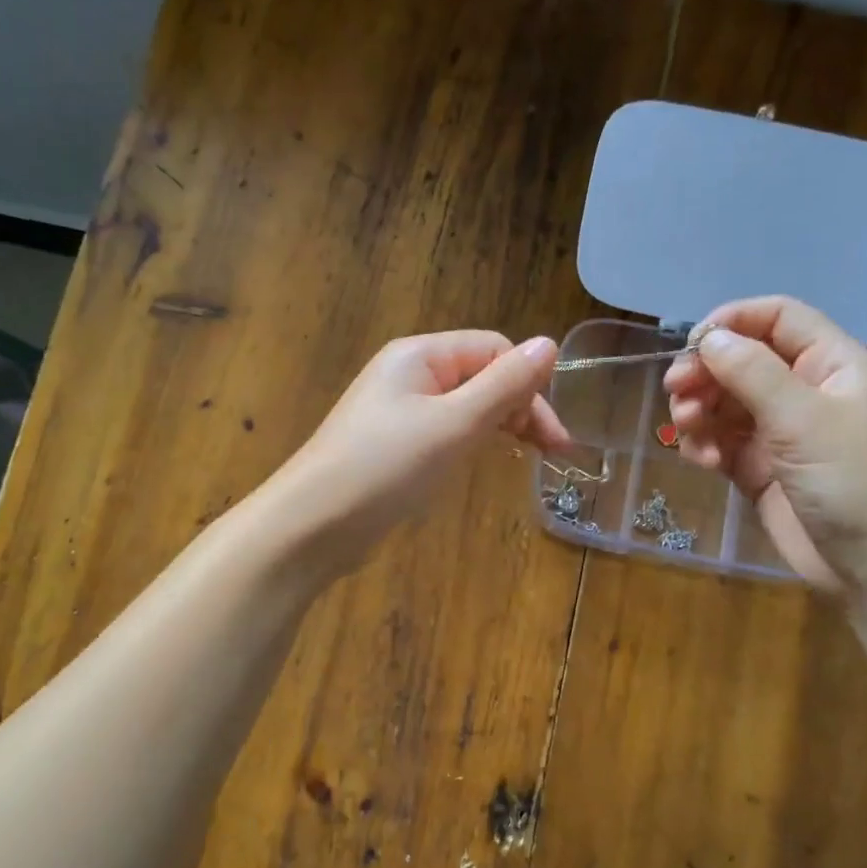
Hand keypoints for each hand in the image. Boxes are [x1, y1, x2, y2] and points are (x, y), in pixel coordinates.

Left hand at [267, 331, 569, 572]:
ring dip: (500, 425)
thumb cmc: (386, 467)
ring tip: (527, 456)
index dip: (530, 385)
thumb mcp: (455, 424)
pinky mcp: (392, 446)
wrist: (312, 524)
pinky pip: (444, 431)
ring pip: (465, 406)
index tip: (553, 436)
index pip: (494, 350)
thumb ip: (505, 385)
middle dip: (520, 407)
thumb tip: (550, 344)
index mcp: (420, 355)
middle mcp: (408, 374)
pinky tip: (483, 460)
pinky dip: (471, 441)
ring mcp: (397, 411)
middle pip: (481, 376)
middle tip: (552, 453)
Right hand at [663, 296, 866, 595]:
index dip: (733, 321)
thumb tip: (708, 338)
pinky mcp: (762, 470)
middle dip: (706, 371)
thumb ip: (752, 373)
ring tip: (686, 430)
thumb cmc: (854, 481)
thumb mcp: (803, 419)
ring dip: (700, 410)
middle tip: (675, 390)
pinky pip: (724, 443)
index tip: (691, 343)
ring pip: (727, 403)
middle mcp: (806, 392)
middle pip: (743, 361)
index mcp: (831, 365)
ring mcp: (782, 433)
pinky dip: (706, 446)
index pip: (779, 318)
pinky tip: (701, 461)